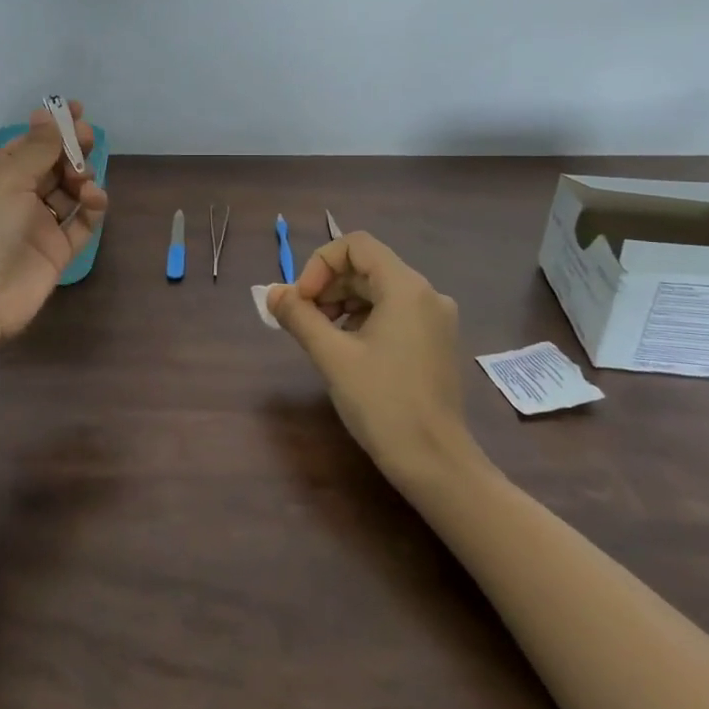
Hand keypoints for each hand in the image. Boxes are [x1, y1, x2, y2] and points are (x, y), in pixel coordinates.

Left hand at [0, 99, 108, 338]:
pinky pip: (82, 222)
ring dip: (82, 177)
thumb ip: (37, 147)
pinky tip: (94, 200)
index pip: (29, 142)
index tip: (77, 110)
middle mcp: (18, 194)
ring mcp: (39, 222)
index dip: (53, 126)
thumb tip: (49, 112)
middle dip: (72, 148)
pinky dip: (92, 208)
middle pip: (53, 163)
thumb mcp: (7, 178)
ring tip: (83, 180)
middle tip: (88, 139)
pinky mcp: (58, 249)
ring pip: (70, 190)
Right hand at [267, 232, 478, 489]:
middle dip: (327, 285)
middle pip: (366, 267)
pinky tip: (346, 350)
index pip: (356, 245)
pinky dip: (362, 319)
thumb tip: (272, 292)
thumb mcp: (331, 356)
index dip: (320, 263)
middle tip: (301, 319)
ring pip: (378, 291)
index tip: (302, 299)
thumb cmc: (382, 403)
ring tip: (319, 336)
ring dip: (341, 302)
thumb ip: (299, 316)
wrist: (436, 463)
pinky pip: (392, 313)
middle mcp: (426, 295)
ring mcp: (435, 320)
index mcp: (406, 288)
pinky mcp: (434, 343)